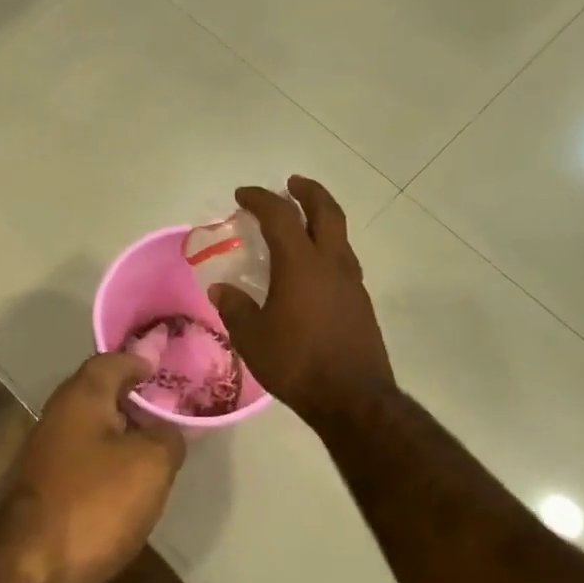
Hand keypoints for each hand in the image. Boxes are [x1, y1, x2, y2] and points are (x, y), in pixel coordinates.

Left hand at [0, 353, 186, 582]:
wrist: (34, 567)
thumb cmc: (96, 502)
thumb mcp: (150, 463)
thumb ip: (167, 437)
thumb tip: (166, 431)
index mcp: (81, 397)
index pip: (111, 361)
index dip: (140, 360)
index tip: (165, 368)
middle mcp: (58, 417)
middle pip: (99, 394)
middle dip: (133, 396)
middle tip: (170, 406)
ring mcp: (48, 454)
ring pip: (92, 429)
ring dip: (122, 431)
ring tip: (158, 443)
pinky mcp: (47, 488)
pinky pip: (87, 460)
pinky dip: (110, 460)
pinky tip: (132, 480)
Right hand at [209, 177, 393, 425]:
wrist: (352, 398)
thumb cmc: (296, 362)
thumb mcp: (252, 337)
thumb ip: (235, 308)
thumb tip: (222, 290)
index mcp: (301, 264)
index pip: (280, 215)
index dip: (261, 198)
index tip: (243, 195)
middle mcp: (332, 264)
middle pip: (326, 211)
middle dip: (308, 192)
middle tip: (291, 184)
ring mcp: (352, 283)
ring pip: (339, 237)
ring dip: (320, 221)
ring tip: (300, 227)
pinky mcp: (361, 304)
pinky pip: (342, 263)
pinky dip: (326, 251)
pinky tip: (311, 272)